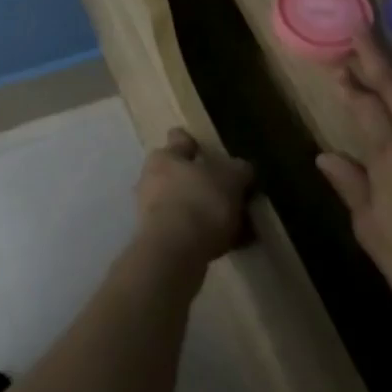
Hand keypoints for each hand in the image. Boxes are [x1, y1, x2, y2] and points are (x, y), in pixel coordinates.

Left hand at [133, 129, 252, 267]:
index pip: (179, 139)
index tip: (210, 152)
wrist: (173, 252)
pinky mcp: (155, 238)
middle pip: (179, 173)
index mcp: (165, 155)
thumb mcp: (230, 179)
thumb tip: (242, 168)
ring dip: (202, 211)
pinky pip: (184, 230)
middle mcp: (151, 177)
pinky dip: (202, 235)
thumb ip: (238, 170)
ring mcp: (149, 209)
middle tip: (229, 195)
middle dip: (200, 182)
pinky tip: (226, 245)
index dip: (194, 143)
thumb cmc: (200, 202)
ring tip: (235, 226)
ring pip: (182, 203)